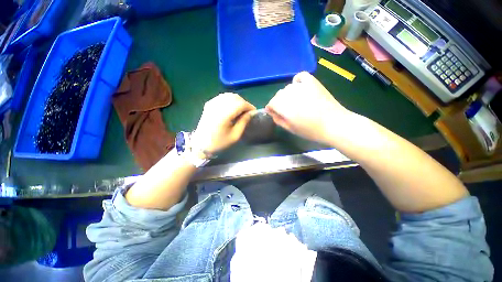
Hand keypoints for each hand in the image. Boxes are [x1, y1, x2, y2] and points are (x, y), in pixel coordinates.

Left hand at [192, 93, 255, 154]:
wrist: (201, 144)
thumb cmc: (219, 142)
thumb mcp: (235, 135)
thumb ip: (244, 122)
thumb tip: (251, 113)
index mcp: (224, 115)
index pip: (240, 104)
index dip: (249, 106)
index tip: (254, 112)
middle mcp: (217, 106)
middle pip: (235, 97)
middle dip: (244, 103)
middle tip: (247, 112)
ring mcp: (211, 103)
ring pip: (229, 95)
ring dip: (237, 100)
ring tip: (240, 110)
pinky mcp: (209, 104)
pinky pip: (222, 97)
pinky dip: (230, 99)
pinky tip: (231, 107)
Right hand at [266, 72, 349, 144]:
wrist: (333, 124)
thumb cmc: (310, 130)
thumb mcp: (290, 128)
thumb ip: (278, 119)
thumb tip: (272, 112)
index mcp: (283, 107)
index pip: (271, 103)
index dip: (270, 109)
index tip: (273, 113)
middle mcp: (290, 94)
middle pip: (278, 95)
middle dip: (278, 102)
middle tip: (285, 110)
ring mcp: (301, 86)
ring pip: (287, 88)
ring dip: (287, 94)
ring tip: (295, 102)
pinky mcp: (312, 82)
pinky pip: (300, 76)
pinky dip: (297, 81)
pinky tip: (299, 88)